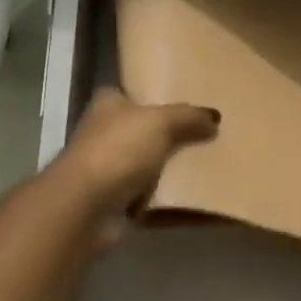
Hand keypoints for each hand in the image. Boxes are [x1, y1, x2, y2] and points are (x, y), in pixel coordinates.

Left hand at [52, 87, 219, 238]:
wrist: (86, 207)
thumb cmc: (118, 150)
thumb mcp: (161, 122)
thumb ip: (189, 117)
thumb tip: (214, 118)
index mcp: (107, 104)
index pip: (129, 93)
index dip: (152, 96)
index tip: (183, 102)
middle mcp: (103, 134)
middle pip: (142, 131)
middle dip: (168, 135)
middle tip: (205, 136)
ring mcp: (107, 171)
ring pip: (147, 166)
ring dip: (170, 170)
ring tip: (207, 167)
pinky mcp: (115, 203)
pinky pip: (150, 199)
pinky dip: (169, 201)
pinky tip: (196, 199)